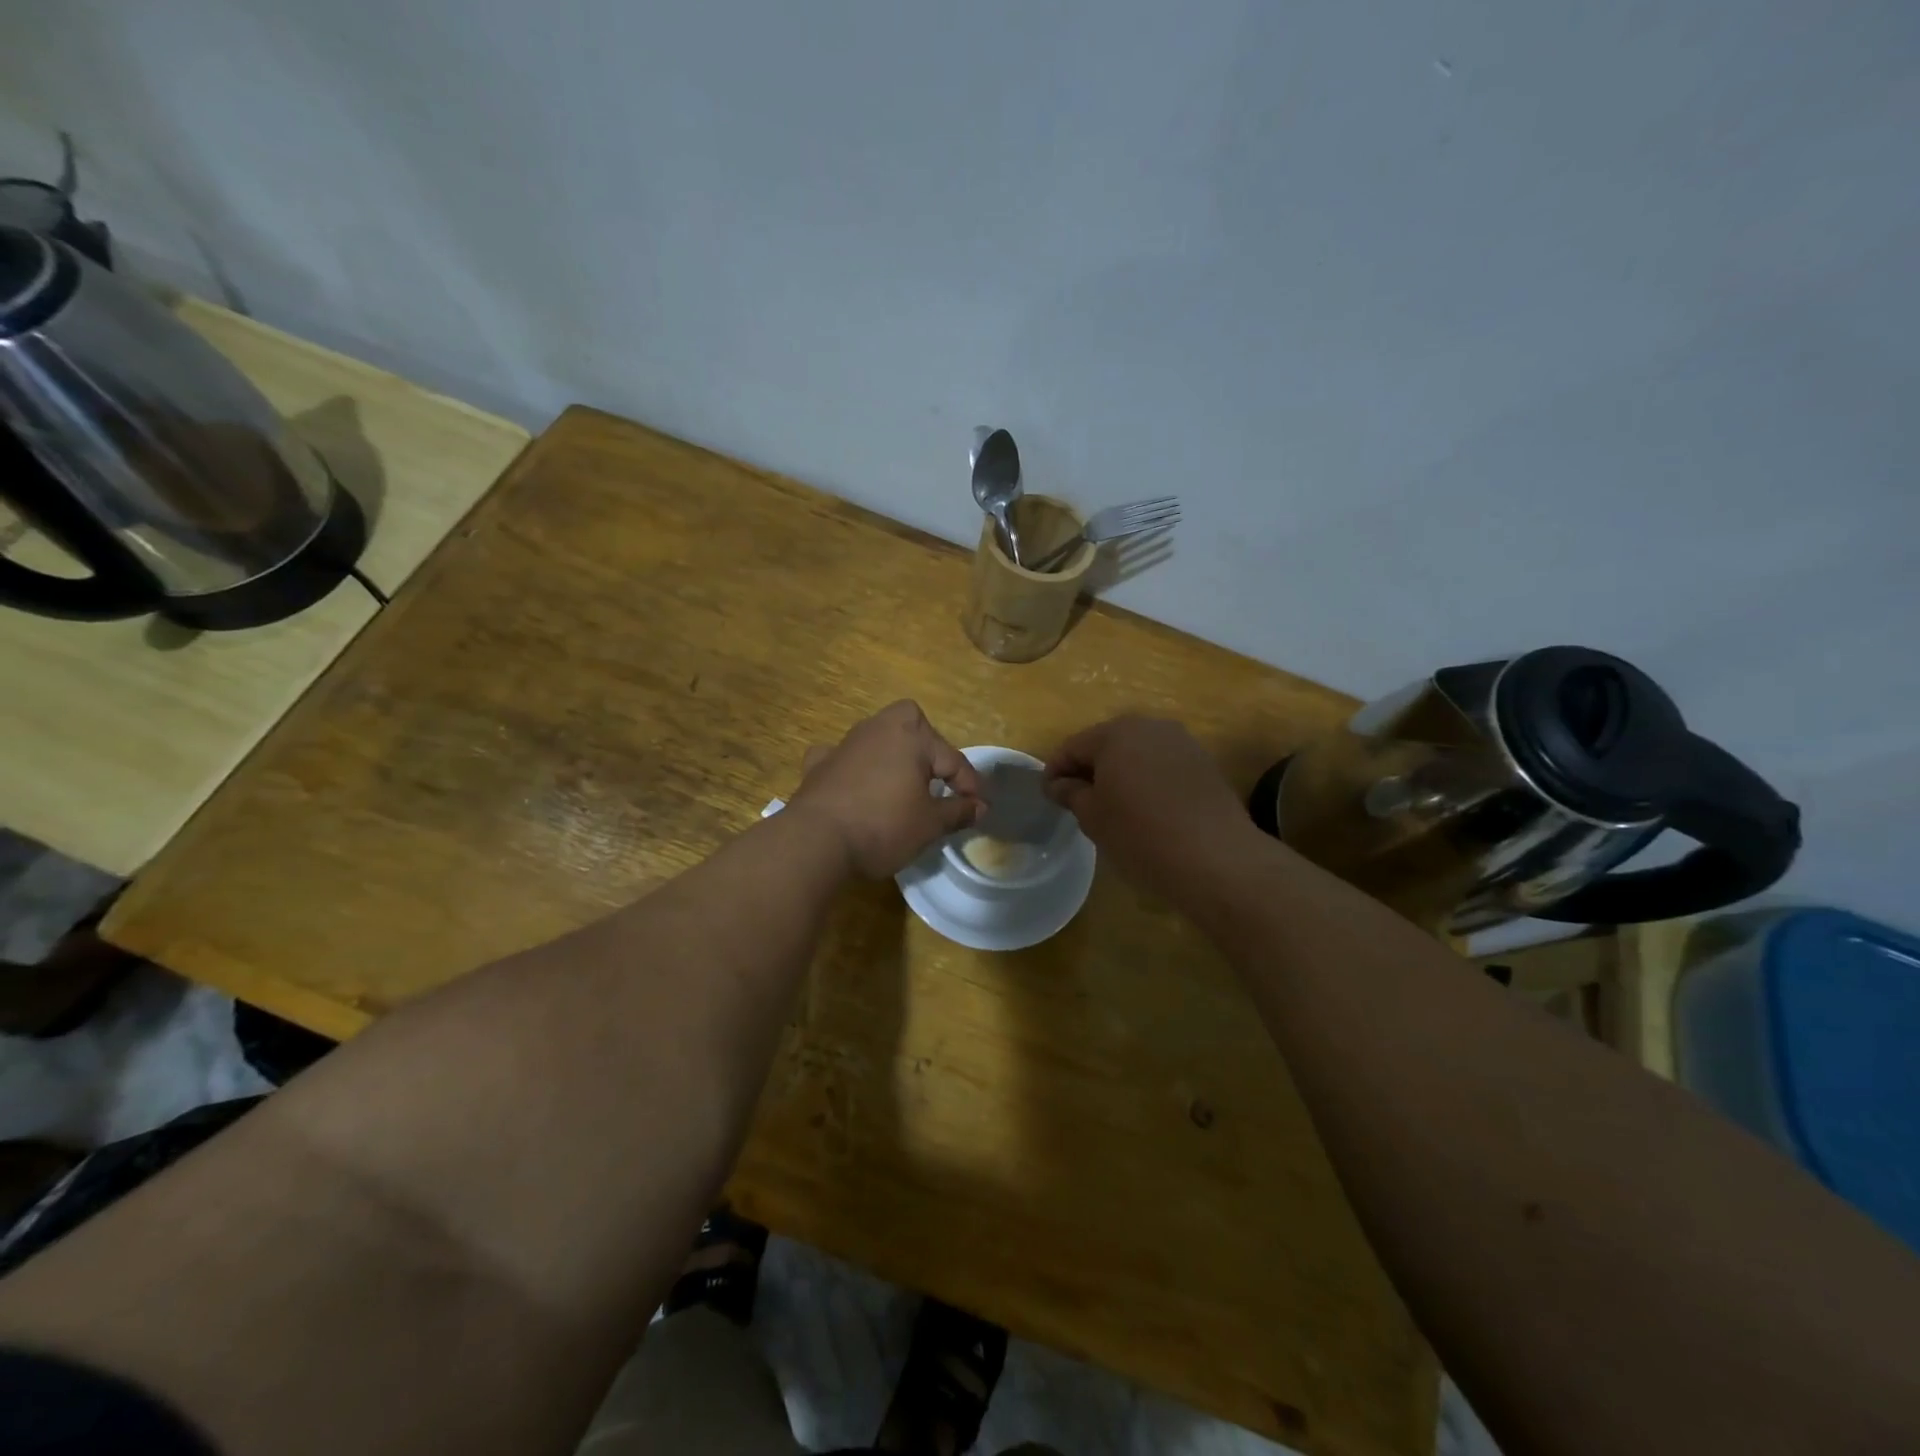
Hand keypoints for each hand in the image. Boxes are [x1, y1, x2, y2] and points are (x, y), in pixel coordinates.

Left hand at [790, 701, 983, 877]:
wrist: (816, 841)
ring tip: (901, 786)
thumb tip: (979, 806)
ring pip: (876, 738)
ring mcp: (844, 745)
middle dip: (927, 746)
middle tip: (937, 779)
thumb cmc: (884, 826)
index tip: (979, 807)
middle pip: (911, 724)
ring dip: (892, 756)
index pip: (952, 759)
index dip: (970, 785)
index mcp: (911, 736)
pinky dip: (852, 767)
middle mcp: (877, 729)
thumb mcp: (930, 824)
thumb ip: (957, 811)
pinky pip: (842, 757)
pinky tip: (855, 784)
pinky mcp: (818, 765)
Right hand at [1043, 716, 1256, 894]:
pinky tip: (1147, 808)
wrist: (1216, 857)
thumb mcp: (1094, 817)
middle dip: (1089, 768)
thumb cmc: (1141, 835)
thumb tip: (1059, 784)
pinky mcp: (1203, 762)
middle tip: (1079, 801)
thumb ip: (1071, 793)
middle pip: (1106, 743)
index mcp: (1115, 733)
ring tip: (1113, 806)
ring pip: (1137, 752)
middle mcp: (1149, 726)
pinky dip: (1148, 779)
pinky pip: (1162, 764)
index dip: (1055, 771)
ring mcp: (1181, 741)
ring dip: (1120, 772)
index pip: (1072, 746)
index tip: (1049, 796)